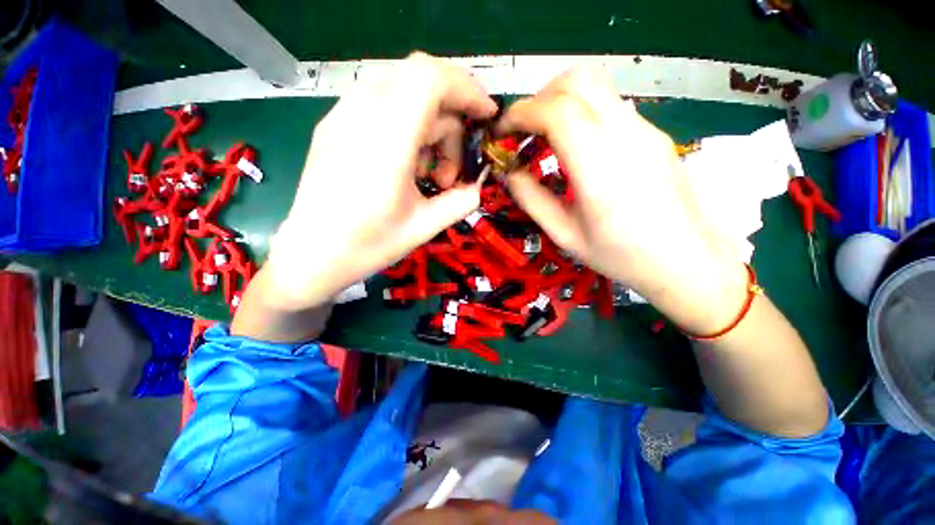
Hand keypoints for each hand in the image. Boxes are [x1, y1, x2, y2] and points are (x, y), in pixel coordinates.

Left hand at [261, 52, 497, 311]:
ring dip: (429, 125)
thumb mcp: (424, 228)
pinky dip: (407, 124)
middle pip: (420, 82)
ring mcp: (341, 116)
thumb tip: (478, 185)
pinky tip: (405, 164)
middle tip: (451, 170)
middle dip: (450, 120)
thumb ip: (461, 202)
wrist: (310, 255)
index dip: (467, 88)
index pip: (430, 79)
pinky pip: (381, 103)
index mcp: (385, 142)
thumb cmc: (367, 246)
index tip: (485, 115)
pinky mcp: (333, 125)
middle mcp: (359, 116)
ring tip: (428, 173)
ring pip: (402, 90)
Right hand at [500, 67, 746, 334]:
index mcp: (600, 168)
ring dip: (559, 102)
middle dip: (538, 98)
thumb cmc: (621, 256)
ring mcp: (645, 129)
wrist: (689, 261)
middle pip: (577, 81)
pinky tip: (574, 147)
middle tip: (523, 131)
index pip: (557, 111)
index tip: (502, 132)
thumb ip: (532, 199)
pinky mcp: (654, 133)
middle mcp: (626, 136)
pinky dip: (580, 112)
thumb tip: (509, 172)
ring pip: (596, 86)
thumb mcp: (564, 235)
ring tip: (544, 137)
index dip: (520, 113)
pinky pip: (610, 105)